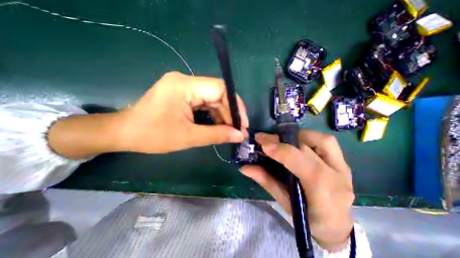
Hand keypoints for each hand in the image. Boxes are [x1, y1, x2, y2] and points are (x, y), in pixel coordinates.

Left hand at [117, 71, 249, 152]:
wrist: (124, 133)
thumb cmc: (152, 135)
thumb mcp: (188, 137)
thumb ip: (217, 135)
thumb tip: (240, 136)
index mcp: (184, 85)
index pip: (220, 88)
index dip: (236, 105)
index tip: (243, 123)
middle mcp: (186, 81)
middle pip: (218, 94)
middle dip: (230, 113)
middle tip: (238, 131)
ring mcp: (184, 87)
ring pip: (213, 100)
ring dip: (222, 116)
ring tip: (229, 131)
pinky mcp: (183, 95)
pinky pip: (205, 103)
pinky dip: (213, 116)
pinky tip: (217, 127)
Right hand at [241, 130, 354, 250]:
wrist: (337, 227)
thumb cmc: (308, 219)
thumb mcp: (283, 201)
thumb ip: (265, 180)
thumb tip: (244, 167)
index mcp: (322, 191)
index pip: (301, 162)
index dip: (281, 150)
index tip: (263, 144)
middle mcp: (336, 175)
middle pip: (308, 147)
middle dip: (282, 140)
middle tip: (265, 138)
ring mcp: (343, 166)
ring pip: (321, 139)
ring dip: (298, 136)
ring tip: (283, 139)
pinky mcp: (342, 161)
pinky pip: (326, 141)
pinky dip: (309, 137)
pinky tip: (297, 142)